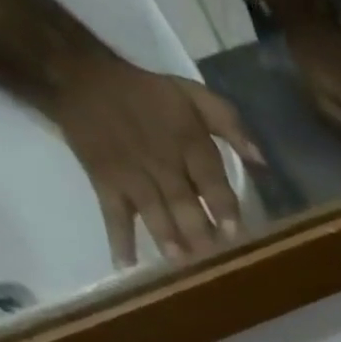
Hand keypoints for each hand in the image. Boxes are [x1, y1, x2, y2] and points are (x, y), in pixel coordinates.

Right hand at [42, 52, 262, 266]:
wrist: (78, 75)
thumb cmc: (149, 95)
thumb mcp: (193, 95)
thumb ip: (230, 124)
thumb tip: (262, 160)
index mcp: (189, 142)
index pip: (211, 179)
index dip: (223, 207)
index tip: (234, 233)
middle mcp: (161, 161)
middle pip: (183, 202)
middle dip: (198, 232)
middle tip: (213, 259)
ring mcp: (131, 174)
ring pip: (152, 211)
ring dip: (166, 238)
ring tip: (181, 264)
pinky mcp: (104, 181)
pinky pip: (112, 213)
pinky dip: (119, 239)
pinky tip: (128, 266)